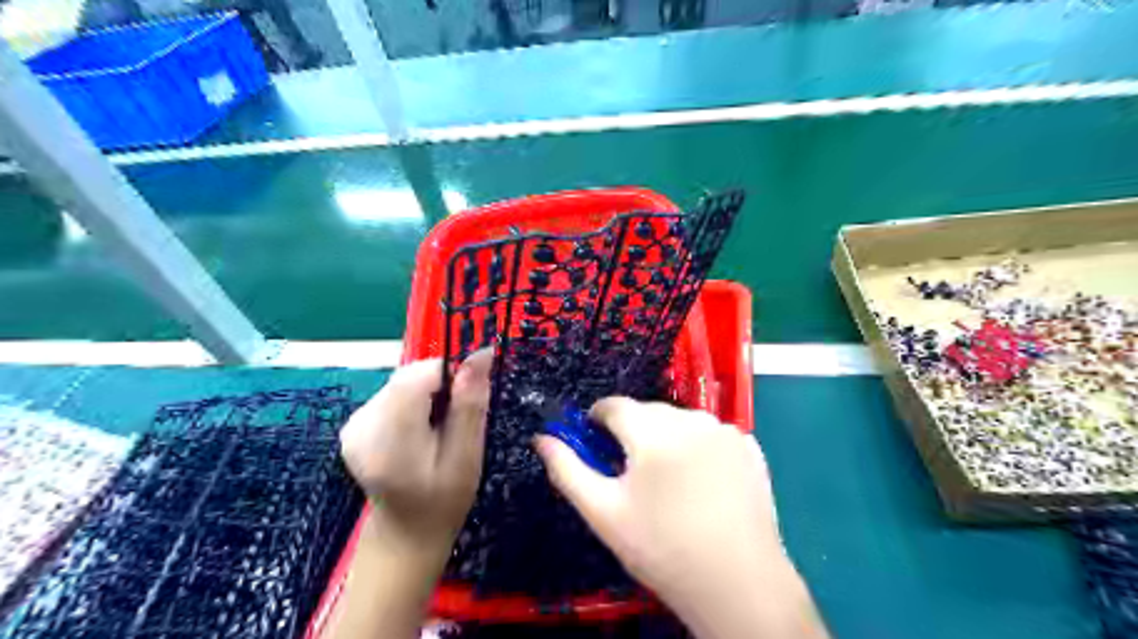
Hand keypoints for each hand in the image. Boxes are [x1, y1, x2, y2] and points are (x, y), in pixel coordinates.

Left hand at [341, 348, 494, 554]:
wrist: (406, 534)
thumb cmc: (444, 500)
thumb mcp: (467, 456)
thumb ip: (470, 404)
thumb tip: (480, 355)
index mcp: (389, 439)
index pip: (416, 376)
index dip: (450, 372)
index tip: (473, 390)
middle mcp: (361, 426)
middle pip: (408, 378)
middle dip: (440, 385)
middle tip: (459, 416)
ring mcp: (352, 426)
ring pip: (401, 383)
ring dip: (428, 393)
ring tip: (440, 426)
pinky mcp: (353, 425)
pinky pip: (392, 395)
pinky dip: (414, 402)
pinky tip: (421, 428)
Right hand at [536, 397, 827, 635]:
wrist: (737, 585)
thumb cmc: (661, 549)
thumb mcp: (603, 512)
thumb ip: (567, 469)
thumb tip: (541, 438)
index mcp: (652, 431)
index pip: (614, 405)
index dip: (597, 419)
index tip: (594, 440)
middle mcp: (691, 419)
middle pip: (648, 411)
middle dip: (632, 431)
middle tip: (630, 471)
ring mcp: (725, 431)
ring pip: (680, 420)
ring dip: (666, 437)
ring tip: (667, 479)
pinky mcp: (749, 447)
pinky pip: (710, 434)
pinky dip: (698, 446)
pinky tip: (700, 481)